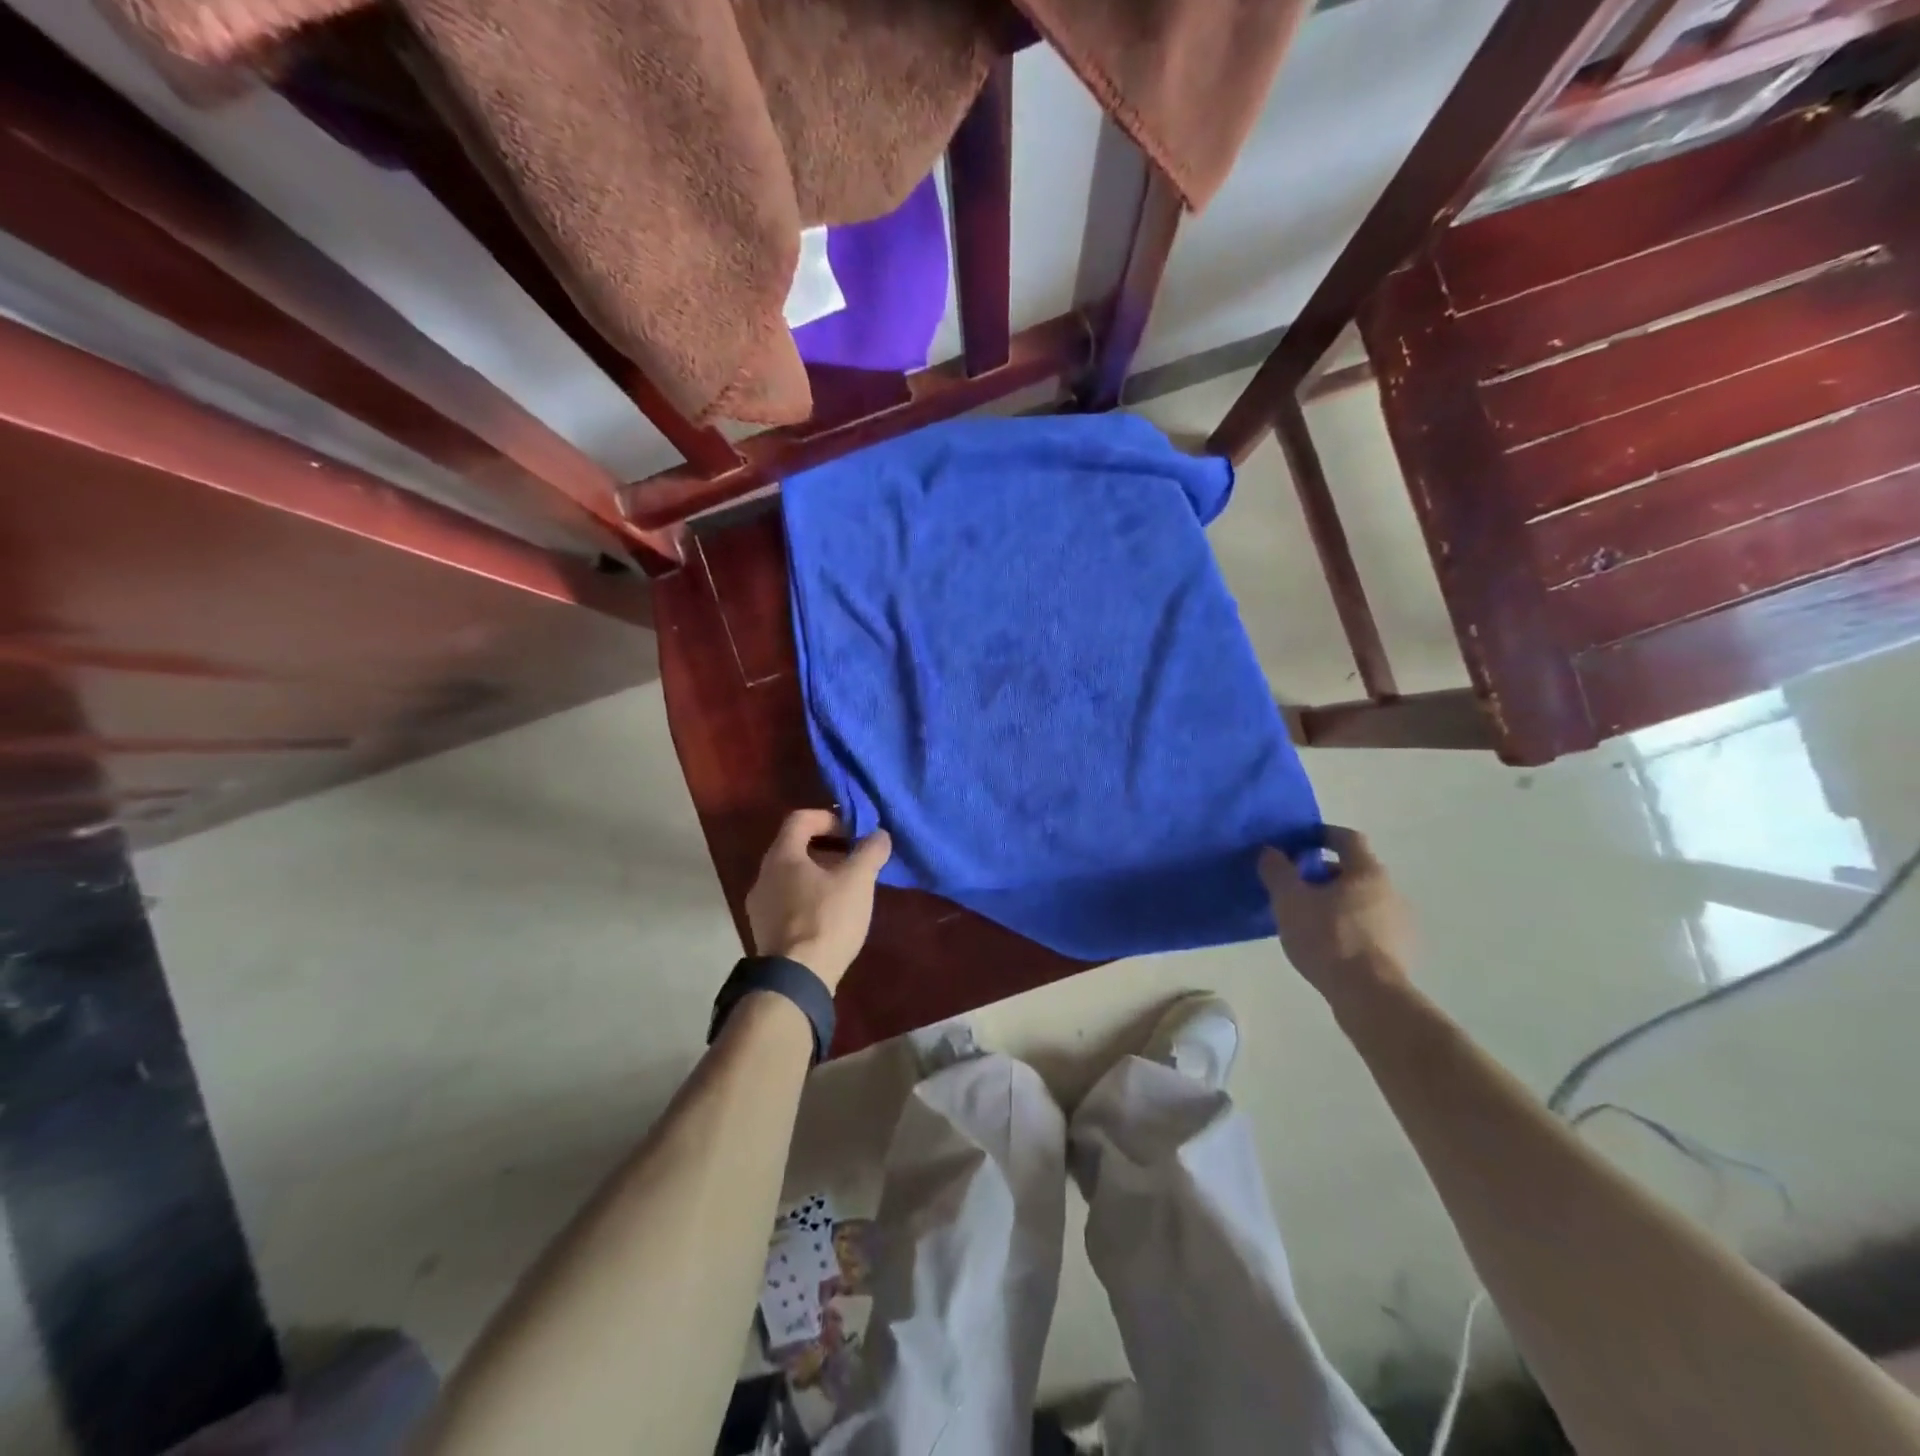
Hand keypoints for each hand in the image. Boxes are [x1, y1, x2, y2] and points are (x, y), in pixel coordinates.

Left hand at [744, 810, 891, 991]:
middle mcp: (763, 875)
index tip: (853, 832)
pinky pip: (787, 902)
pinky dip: (809, 898)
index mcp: (781, 856)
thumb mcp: (858, 880)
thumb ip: (870, 851)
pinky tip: (830, 917)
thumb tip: (879, 835)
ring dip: (818, 875)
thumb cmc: (827, 919)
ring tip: (846, 890)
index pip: (800, 819)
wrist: (796, 980)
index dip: (829, 818)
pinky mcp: (764, 932)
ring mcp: (759, 906)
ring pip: (791, 877)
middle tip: (854, 860)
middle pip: (794, 848)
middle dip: (827, 848)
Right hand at [1259, 825, 1412, 1001]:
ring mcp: (1400, 924)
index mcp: (1367, 872)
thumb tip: (1271, 852)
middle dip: (1324, 874)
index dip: (1322, 834)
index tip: (1299, 841)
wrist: (1369, 997)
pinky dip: (1349, 927)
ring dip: (1337, 902)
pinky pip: (1369, 928)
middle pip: (1354, 871)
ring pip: (1362, 901)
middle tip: (1296, 886)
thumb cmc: (1328, 938)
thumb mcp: (1290, 901)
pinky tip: (1328, 945)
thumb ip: (1278, 872)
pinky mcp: (1400, 953)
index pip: (1347, 838)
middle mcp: (1391, 891)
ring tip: (1308, 918)